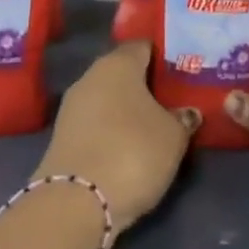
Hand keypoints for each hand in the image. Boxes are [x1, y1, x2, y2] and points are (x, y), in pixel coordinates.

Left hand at [34, 41, 196, 230]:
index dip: (163, 56)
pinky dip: (110, 129)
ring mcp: (72, 106)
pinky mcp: (62, 135)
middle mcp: (91, 76)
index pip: (143, 46)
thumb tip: (186, 112)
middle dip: (145, 84)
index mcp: (118, 63)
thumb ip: (183, 119)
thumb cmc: (132, 153)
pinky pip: (95, 122)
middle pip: (123, 72)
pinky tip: (128, 146)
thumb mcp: (173, 137)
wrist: (75, 202)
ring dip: (126, 109)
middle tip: (172, 100)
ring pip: (107, 98)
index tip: (181, 70)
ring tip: (153, 125)